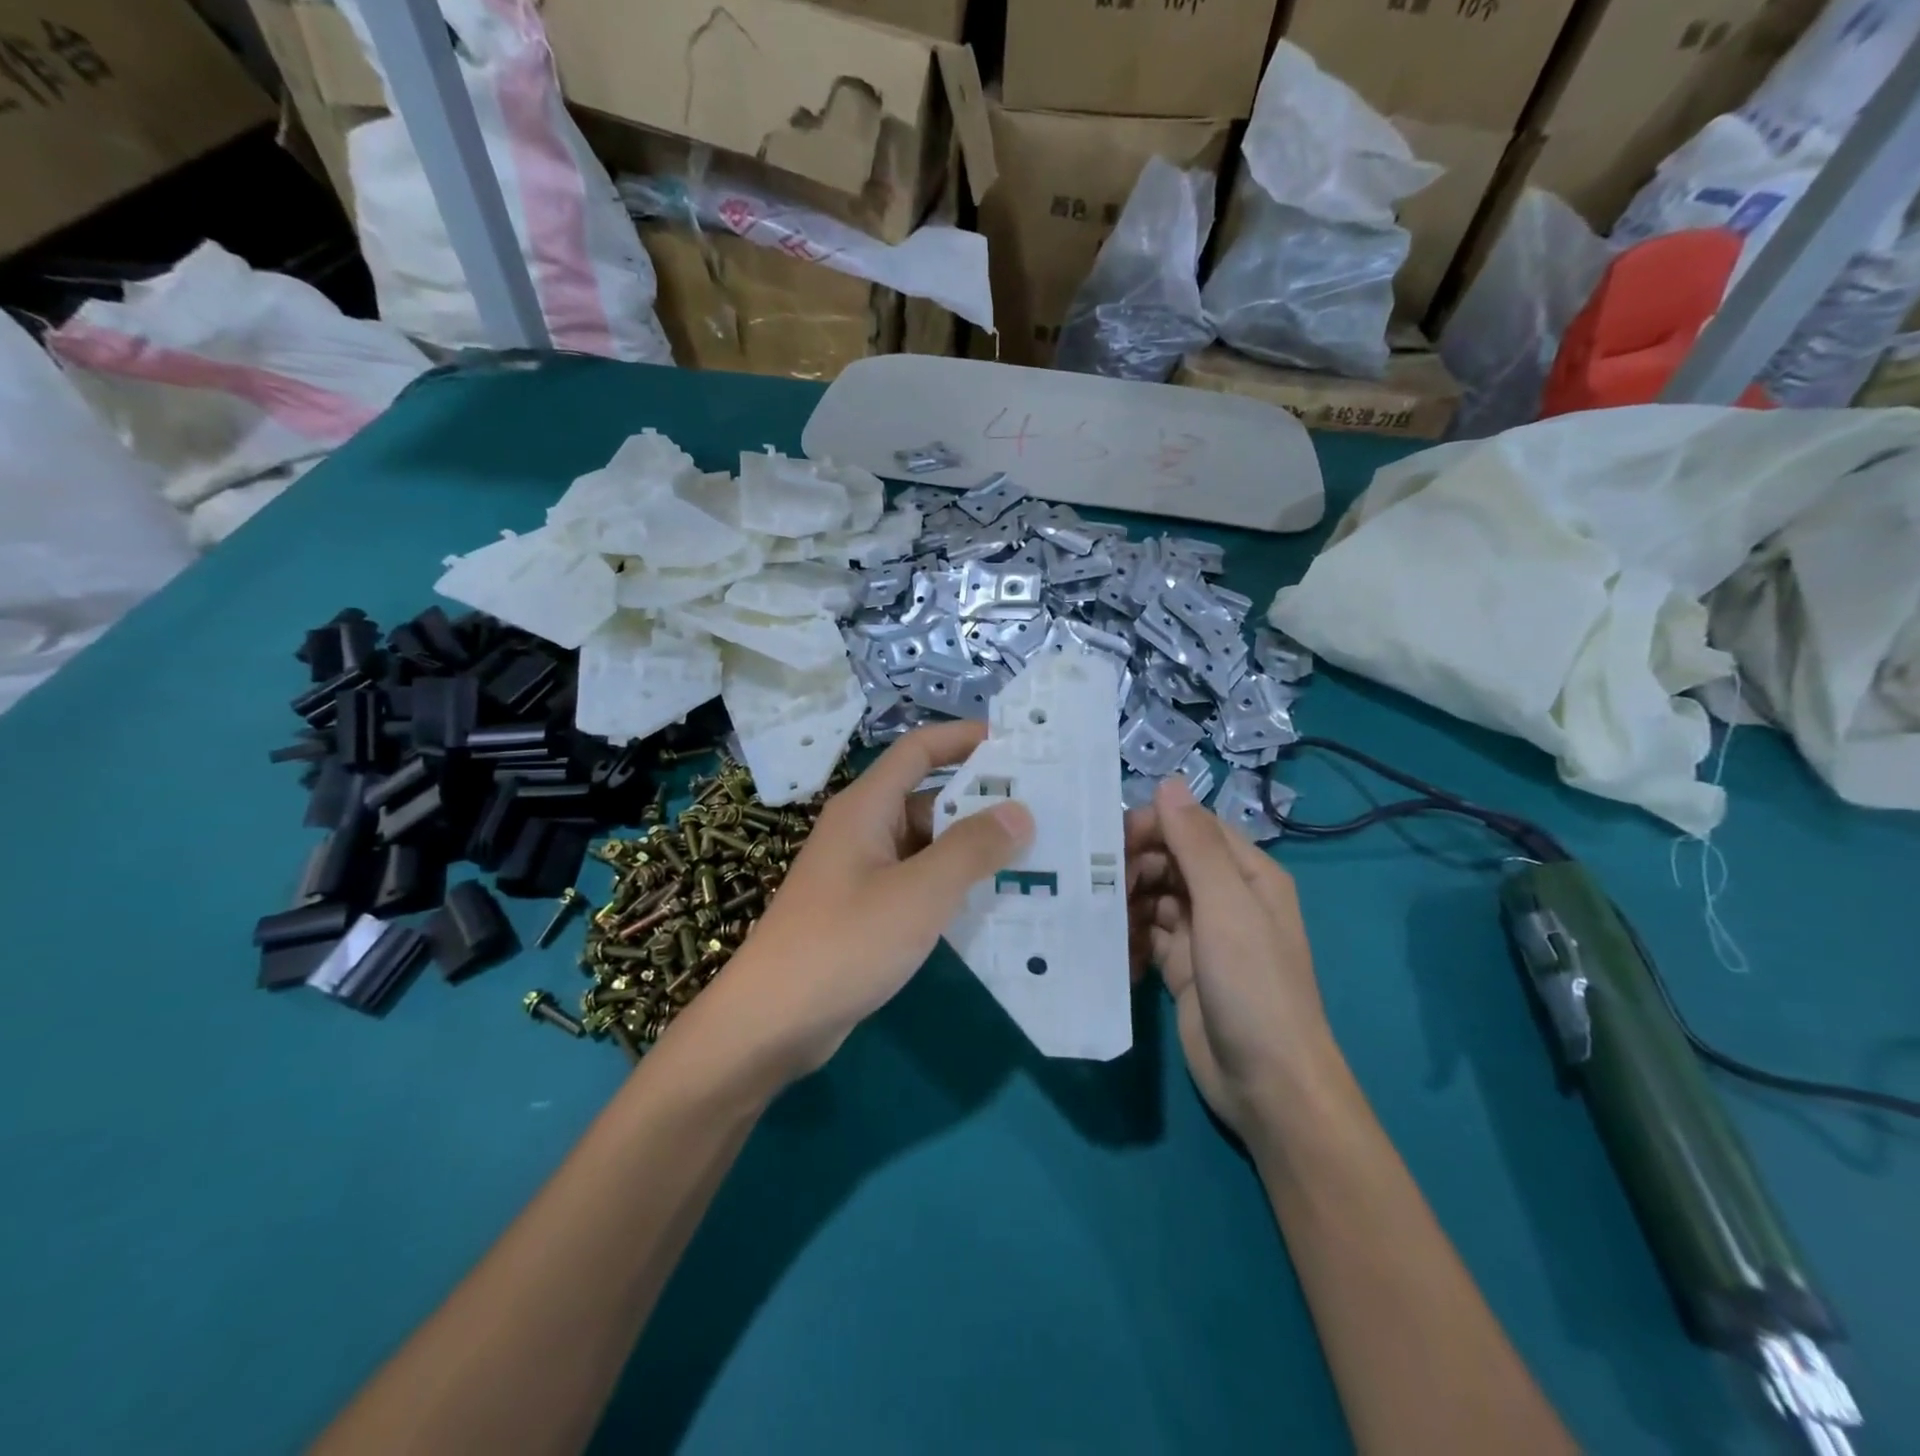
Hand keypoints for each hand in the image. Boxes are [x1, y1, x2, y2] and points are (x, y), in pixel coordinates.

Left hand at [690, 722, 1033, 1084]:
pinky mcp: (865, 911)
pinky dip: (953, 885)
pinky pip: (918, 882)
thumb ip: (971, 849)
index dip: (964, 738)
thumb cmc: (844, 943)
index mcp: (866, 808)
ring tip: (1035, 855)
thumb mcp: (918, 893)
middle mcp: (863, 830)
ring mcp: (862, 873)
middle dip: (982, 801)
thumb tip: (1019, 811)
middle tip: (1044, 810)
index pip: (918, 751)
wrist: (771, 1022)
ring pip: (926, 845)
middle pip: (928, 798)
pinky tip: (994, 902)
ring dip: (972, 848)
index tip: (1017, 744)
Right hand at [1129, 777, 1339, 1142]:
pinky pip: (1146, 936)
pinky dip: (1127, 938)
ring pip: (1153, 898)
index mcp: (1247, 874)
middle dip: (1133, 866)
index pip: (1193, 827)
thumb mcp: (1227, 907)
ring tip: (1096, 917)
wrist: (1268, 1085)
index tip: (1110, 841)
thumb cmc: (1253, 985)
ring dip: (1125, 902)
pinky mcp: (1181, 968)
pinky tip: (1109, 950)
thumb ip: (1196, 844)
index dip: (1153, 826)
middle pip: (1169, 861)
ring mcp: (1202, 935)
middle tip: (1096, 886)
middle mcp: (1226, 898)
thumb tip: (1168, 782)